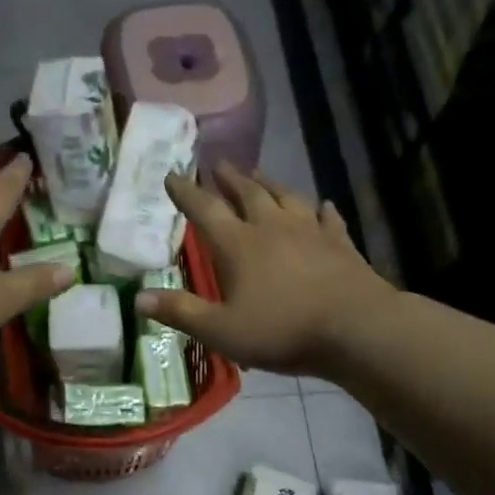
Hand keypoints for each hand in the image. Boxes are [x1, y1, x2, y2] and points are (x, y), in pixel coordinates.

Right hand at [136, 163, 392, 376]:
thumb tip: (138, 298)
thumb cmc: (282, 330)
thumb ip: (181, 312)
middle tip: (217, 163)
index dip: (186, 192)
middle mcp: (272, 227)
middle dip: (229, 178)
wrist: (355, 327)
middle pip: (247, 193)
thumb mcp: (221, 330)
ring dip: (270, 183)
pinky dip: (322, 209)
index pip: (205, 209)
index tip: (172, 174)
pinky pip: (328, 218)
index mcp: (238, 244)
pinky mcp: (340, 244)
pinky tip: (323, 204)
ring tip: (259, 174)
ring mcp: (310, 232)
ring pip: (286, 197)